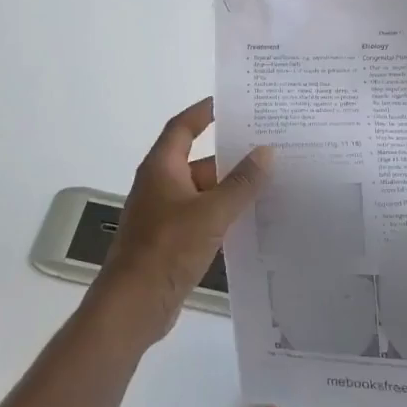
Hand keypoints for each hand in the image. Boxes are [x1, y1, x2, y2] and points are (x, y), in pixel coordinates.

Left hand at [88, 98, 270, 347]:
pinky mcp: (172, 241)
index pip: (183, 127)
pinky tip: (254, 220)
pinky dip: (225, 214)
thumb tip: (266, 151)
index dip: (203, 111)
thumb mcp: (211, 212)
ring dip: (231, 188)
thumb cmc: (167, 249)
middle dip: (230, 155)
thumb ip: (241, 182)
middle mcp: (161, 185)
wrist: (134, 305)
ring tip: (272, 181)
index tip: (231, 102)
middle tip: (269, 146)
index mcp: (162, 168)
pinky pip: (203, 217)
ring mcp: (165, 215)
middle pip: (198, 160)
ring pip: (204, 192)